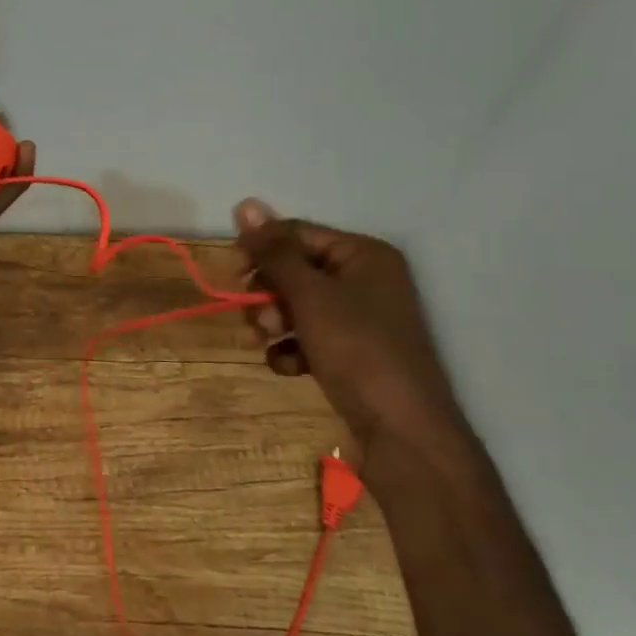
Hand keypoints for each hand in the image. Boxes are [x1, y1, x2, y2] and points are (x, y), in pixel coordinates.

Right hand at [234, 198, 462, 457]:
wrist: (403, 433)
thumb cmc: (358, 350)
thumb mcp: (310, 295)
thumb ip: (275, 252)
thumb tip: (245, 203)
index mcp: (363, 255)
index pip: (297, 234)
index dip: (261, 250)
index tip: (231, 274)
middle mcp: (365, 280)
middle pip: (294, 271)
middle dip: (268, 294)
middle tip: (257, 319)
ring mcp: (360, 320)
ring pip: (297, 306)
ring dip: (274, 323)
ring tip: (269, 345)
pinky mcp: (352, 354)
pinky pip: (308, 338)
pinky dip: (292, 350)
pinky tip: (289, 367)